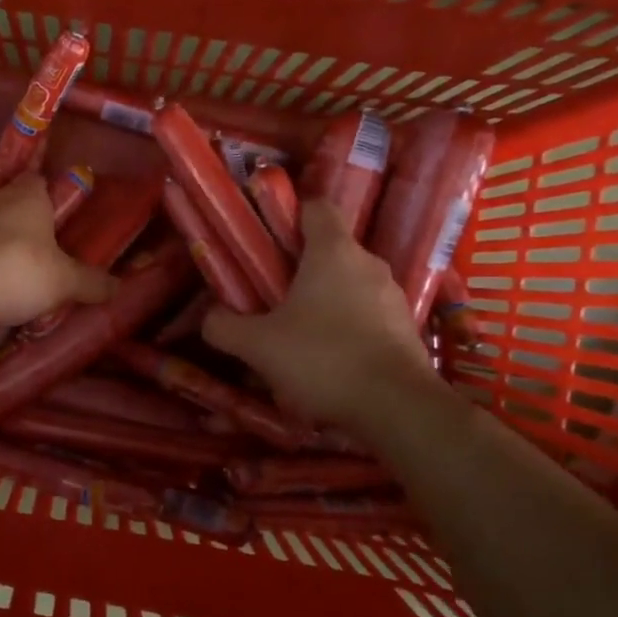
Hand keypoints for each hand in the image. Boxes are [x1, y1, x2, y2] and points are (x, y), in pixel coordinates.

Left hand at [0, 175, 118, 327]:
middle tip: (37, 249)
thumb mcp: (64, 283)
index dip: (48, 196)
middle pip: (9, 202)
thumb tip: (120, 287)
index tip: (57, 217)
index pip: (38, 181)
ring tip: (8, 271)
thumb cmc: (18, 272)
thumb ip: (92, 283)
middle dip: (21, 222)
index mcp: (27, 197)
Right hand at [202, 200, 437, 434]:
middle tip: (269, 295)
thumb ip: (224, 326)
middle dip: (298, 269)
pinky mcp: (406, 329)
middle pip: (329, 250)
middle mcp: (368, 265)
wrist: (397, 409)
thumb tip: (211, 317)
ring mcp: (393, 297)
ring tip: (296, 335)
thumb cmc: (323, 359)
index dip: (289, 216)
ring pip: (348, 286)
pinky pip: (367, 317)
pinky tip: (327, 361)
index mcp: (333, 252)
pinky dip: (346, 329)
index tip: (266, 239)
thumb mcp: (257, 345)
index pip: (316, 207)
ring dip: (323, 302)